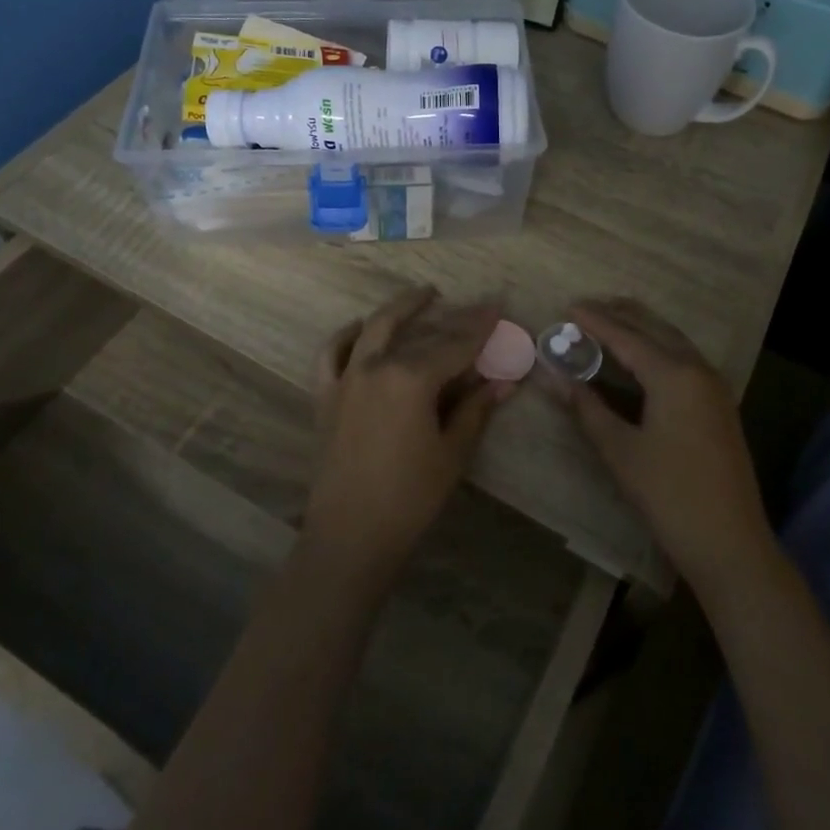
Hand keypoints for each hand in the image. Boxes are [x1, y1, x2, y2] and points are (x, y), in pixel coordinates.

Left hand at [303, 287, 510, 588]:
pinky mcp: (326, 396)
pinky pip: (332, 353)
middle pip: (420, 333)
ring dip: (399, 308)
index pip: (455, 345)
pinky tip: (360, 328)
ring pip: (374, 329)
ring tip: (422, 296)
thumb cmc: (410, 497)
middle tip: (475, 307)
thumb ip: (475, 409)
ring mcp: (346, 378)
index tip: (498, 307)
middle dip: (452, 317)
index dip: (480, 327)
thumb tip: (504, 381)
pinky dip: (347, 335)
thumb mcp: (452, 452)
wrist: (350, 534)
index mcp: (411, 379)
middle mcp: (376, 367)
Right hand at [557, 299, 774, 594]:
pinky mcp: (719, 406)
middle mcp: (698, 370)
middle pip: (655, 329)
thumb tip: (553, 376)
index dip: (596, 322)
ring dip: (642, 328)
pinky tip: (643, 359)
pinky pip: (685, 360)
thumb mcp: (620, 450)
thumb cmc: (669, 495)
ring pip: (674, 342)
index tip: (569, 306)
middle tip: (588, 307)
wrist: (730, 543)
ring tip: (612, 322)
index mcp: (674, 375)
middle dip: (622, 315)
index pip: (627, 337)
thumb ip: (586, 408)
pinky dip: (659, 348)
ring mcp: (714, 388)